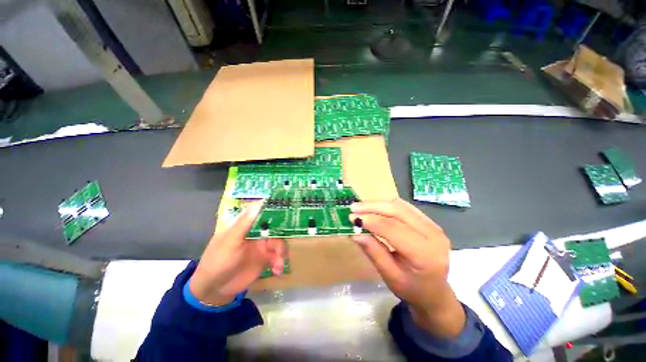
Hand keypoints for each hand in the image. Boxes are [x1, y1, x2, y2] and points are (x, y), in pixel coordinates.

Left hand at [190, 202, 286, 305]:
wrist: (215, 290)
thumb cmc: (218, 260)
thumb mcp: (230, 240)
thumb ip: (245, 222)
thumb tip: (260, 201)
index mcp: (246, 224)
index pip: (263, 212)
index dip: (275, 209)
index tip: (288, 207)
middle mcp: (256, 232)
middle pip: (275, 227)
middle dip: (282, 234)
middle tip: (282, 242)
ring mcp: (262, 246)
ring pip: (279, 242)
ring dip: (282, 250)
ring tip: (279, 261)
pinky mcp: (265, 259)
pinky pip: (278, 256)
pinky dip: (280, 262)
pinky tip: (277, 270)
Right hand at [350, 198, 464, 337]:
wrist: (435, 292)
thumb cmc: (411, 289)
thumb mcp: (389, 275)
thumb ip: (373, 252)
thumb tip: (355, 233)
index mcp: (425, 254)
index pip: (393, 229)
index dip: (371, 221)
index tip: (352, 218)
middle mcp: (433, 235)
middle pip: (398, 211)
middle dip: (373, 207)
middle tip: (354, 208)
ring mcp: (434, 226)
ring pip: (401, 206)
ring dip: (379, 204)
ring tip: (361, 207)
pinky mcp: (430, 222)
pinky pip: (405, 207)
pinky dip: (388, 206)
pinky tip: (375, 208)